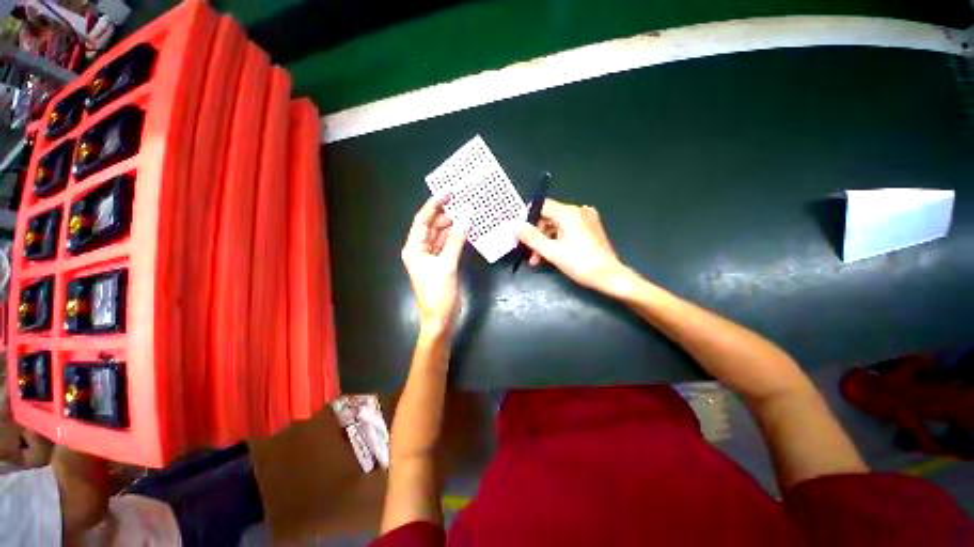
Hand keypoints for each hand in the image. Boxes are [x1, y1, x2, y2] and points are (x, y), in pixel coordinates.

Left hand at [402, 194, 466, 337]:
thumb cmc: (439, 293)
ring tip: (466, 213)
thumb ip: (457, 240)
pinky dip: (454, 238)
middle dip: (445, 214)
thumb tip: (466, 217)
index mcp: (414, 248)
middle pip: (430, 226)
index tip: (449, 192)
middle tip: (463, 202)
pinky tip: (464, 230)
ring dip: (451, 225)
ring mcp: (429, 257)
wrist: (439, 319)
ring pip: (439, 235)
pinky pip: (445, 245)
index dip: (435, 204)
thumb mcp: (448, 265)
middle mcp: (418, 249)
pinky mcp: (438, 263)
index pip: (422, 220)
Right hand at [517, 199, 636, 296]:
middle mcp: (578, 211)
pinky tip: (551, 255)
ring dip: (545, 241)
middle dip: (537, 235)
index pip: (542, 205)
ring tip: (538, 260)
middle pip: (549, 217)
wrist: (610, 277)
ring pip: (557, 226)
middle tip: (530, 254)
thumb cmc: (580, 264)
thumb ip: (531, 237)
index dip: (529, 218)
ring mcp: (586, 219)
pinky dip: (557, 240)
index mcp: (569, 213)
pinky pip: (567, 230)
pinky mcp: (590, 229)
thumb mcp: (551, 252)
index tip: (521, 234)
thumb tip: (515, 225)